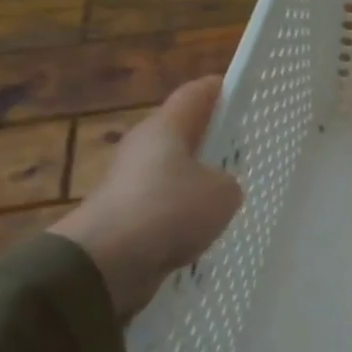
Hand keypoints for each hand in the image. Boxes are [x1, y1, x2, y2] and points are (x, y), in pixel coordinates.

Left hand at [50, 78, 243, 319]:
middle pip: (182, 133)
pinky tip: (204, 229)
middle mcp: (143, 147)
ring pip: (172, 172)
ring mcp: (130, 183)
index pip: (196, 94)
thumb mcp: (223, 193)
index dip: (221, 89)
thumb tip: (217, 189)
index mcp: (165, 127)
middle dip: (211, 138)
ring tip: (229, 193)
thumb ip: (229, 183)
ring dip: (196, 180)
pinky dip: (182, 213)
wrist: (107, 262)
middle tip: (244, 147)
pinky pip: (164, 206)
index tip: (244, 91)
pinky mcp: (125, 217)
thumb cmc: (169, 210)